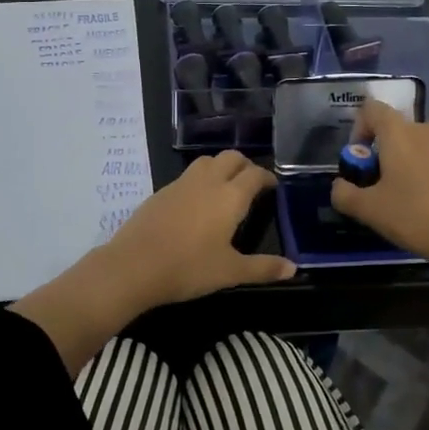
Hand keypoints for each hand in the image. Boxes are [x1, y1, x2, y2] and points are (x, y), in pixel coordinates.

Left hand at [12, 151, 294, 372]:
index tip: (272, 187)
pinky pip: (187, 176)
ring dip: (220, 167)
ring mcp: (181, 184)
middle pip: (230, 158)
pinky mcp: (161, 192)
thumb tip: (294, 268)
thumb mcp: (230, 272)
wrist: (134, 265)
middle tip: (251, 183)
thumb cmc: (189, 268)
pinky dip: (199, 180)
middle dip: (244, 165)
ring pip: (206, 161)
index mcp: (230, 196)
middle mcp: (207, 182)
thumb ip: (263, 268)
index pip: (254, 174)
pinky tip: (196, 203)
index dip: (267, 177)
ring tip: (225, 188)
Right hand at [330, 99, 428, 272]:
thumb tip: (339, 185)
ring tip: (419, 196)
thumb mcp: (369, 211)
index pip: (372, 109)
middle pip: (401, 130)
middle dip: (390, 151)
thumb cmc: (416, 218)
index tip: (361, 157)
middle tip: (387, 185)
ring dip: (418, 162)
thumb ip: (344, 194)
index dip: (361, 127)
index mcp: (399, 134)